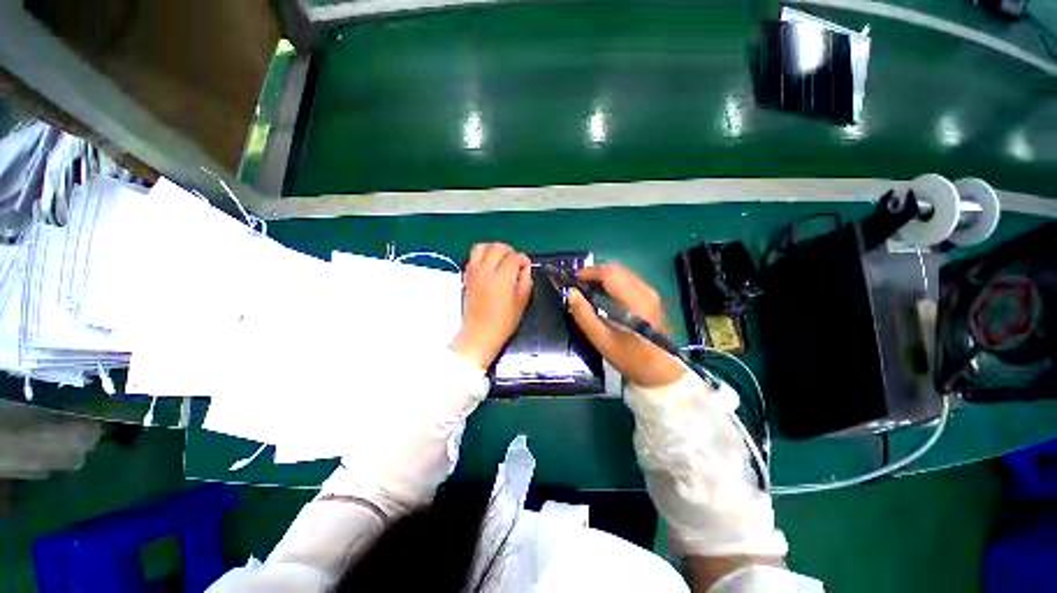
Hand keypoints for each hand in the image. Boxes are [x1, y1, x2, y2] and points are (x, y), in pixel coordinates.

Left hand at [451, 243, 532, 368]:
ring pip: (482, 247)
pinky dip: (482, 255)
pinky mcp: (467, 276)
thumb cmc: (503, 321)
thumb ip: (525, 280)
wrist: (480, 333)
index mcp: (502, 277)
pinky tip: (490, 265)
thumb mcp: (522, 302)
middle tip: (515, 261)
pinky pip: (473, 257)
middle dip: (509, 251)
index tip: (526, 266)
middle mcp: (486, 270)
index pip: (514, 258)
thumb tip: (525, 268)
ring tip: (501, 258)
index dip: (523, 259)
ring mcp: (474, 272)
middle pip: (497, 248)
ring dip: (493, 249)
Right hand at [567, 264, 684, 387]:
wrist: (662, 373)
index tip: (571, 279)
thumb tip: (571, 292)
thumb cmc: (631, 358)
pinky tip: (603, 296)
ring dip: (603, 277)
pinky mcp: (651, 299)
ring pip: (623, 274)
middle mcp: (645, 290)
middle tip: (577, 284)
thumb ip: (584, 314)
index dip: (588, 272)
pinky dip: (613, 283)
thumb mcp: (601, 339)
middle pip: (617, 269)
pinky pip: (629, 281)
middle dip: (595, 273)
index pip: (609, 273)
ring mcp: (650, 294)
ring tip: (587, 289)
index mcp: (633, 299)